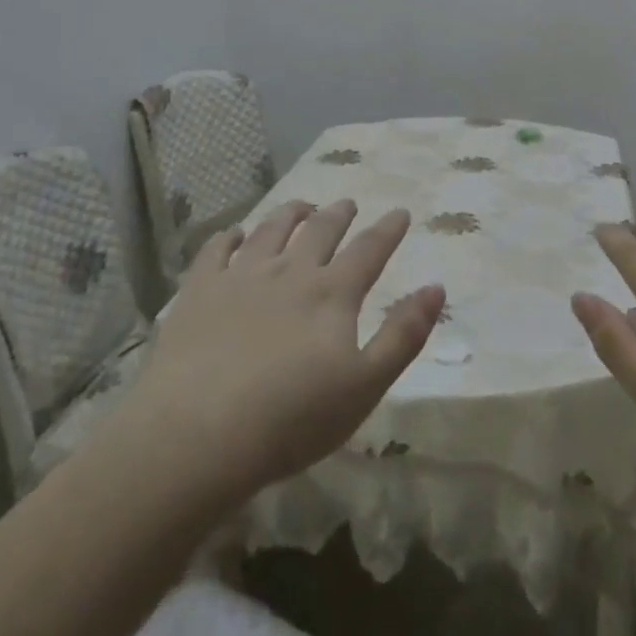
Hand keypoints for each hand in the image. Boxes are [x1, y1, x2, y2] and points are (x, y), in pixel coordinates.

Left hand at [129, 200, 444, 504]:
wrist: (199, 433)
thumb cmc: (292, 418)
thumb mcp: (365, 385)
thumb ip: (403, 335)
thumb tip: (436, 287)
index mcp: (332, 293)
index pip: (369, 250)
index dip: (388, 230)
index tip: (400, 212)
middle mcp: (290, 271)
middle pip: (320, 230)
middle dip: (338, 214)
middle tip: (347, 203)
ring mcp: (241, 275)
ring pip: (271, 230)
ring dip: (291, 213)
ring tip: (302, 206)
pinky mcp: (200, 289)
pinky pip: (217, 249)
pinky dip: (230, 236)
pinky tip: (234, 234)